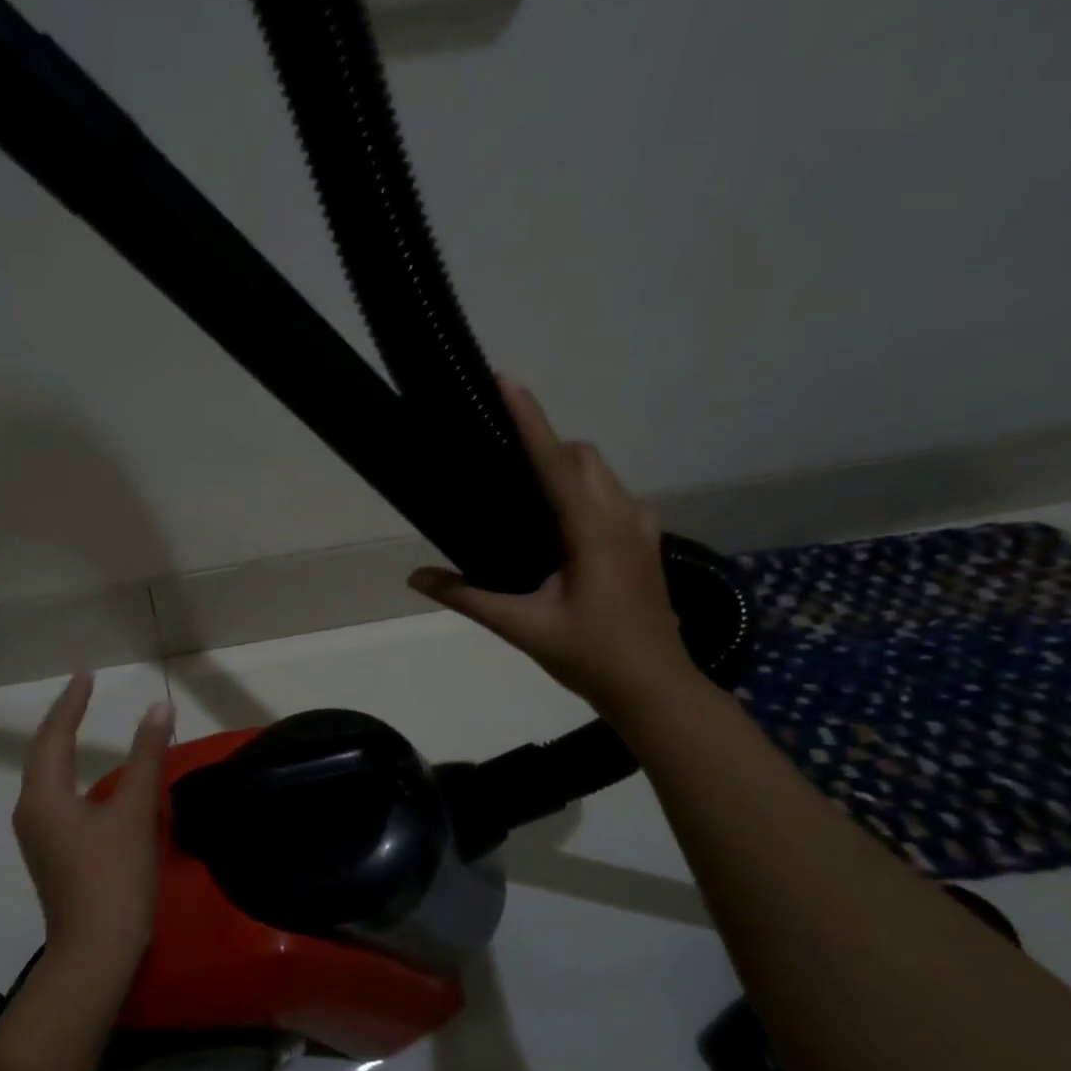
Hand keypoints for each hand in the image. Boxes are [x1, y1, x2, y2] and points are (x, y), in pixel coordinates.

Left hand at [13, 673, 173, 980]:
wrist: (94, 953)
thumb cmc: (114, 878)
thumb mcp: (135, 812)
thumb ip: (146, 756)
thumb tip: (159, 708)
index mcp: (44, 795)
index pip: (55, 734)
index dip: (72, 702)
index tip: (86, 674)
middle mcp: (31, 810)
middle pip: (41, 752)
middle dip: (61, 718)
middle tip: (82, 690)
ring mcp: (37, 835)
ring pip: (44, 775)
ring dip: (60, 745)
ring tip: (80, 721)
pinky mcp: (49, 852)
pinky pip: (53, 795)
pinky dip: (67, 771)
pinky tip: (85, 775)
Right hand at [408, 376, 695, 716]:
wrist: (655, 689)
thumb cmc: (590, 656)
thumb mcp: (522, 628)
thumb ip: (467, 597)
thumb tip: (414, 577)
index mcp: (592, 532)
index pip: (555, 463)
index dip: (529, 420)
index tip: (508, 381)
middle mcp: (622, 517)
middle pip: (582, 456)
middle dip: (545, 441)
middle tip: (500, 457)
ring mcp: (641, 528)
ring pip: (601, 472)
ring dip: (565, 464)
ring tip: (523, 487)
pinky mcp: (645, 542)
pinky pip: (612, 494)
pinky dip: (583, 488)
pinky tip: (559, 523)